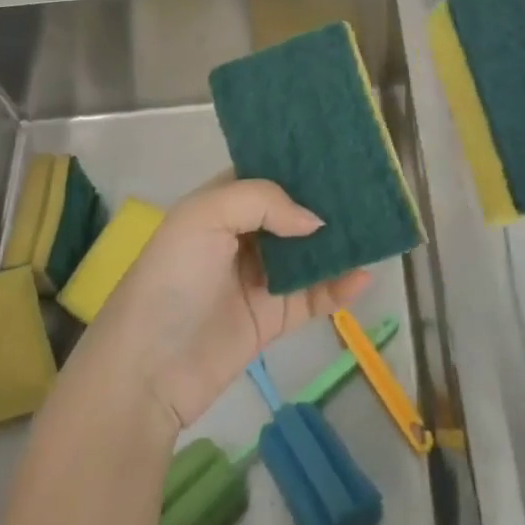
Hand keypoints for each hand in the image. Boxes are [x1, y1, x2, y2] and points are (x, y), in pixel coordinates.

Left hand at [79, 175, 371, 430]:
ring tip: (377, 229)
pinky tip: (364, 278)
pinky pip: (313, 296)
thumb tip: (315, 221)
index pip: (265, 174)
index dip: (297, 164)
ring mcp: (259, 278)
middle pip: (292, 212)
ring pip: (308, 253)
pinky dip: (339, 287)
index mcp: (220, 204)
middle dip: (326, 202)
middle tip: (369, 189)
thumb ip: (261, 201)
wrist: (146, 372)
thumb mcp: (204, 217)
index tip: (339, 153)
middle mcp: (241, 235)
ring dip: (338, 244)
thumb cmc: (171, 279)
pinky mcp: (272, 318)